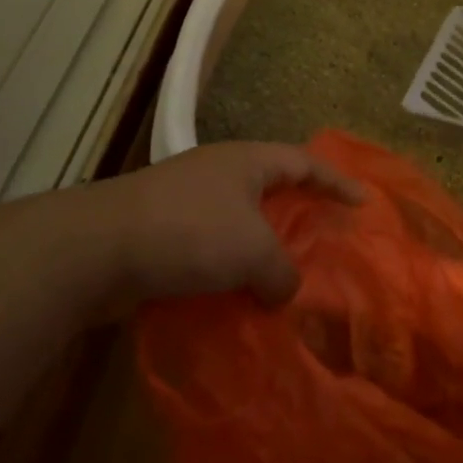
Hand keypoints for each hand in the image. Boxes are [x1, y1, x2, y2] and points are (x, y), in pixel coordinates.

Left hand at [83, 141, 363, 309]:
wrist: (99, 249)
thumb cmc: (190, 232)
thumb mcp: (254, 251)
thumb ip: (282, 272)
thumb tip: (281, 290)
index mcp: (246, 162)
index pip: (304, 162)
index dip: (337, 181)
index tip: (363, 203)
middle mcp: (218, 174)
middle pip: (272, 190)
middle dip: (299, 217)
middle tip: (324, 243)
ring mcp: (187, 202)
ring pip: (240, 225)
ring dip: (261, 252)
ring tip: (284, 282)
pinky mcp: (163, 234)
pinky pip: (211, 251)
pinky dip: (230, 273)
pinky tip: (239, 301)